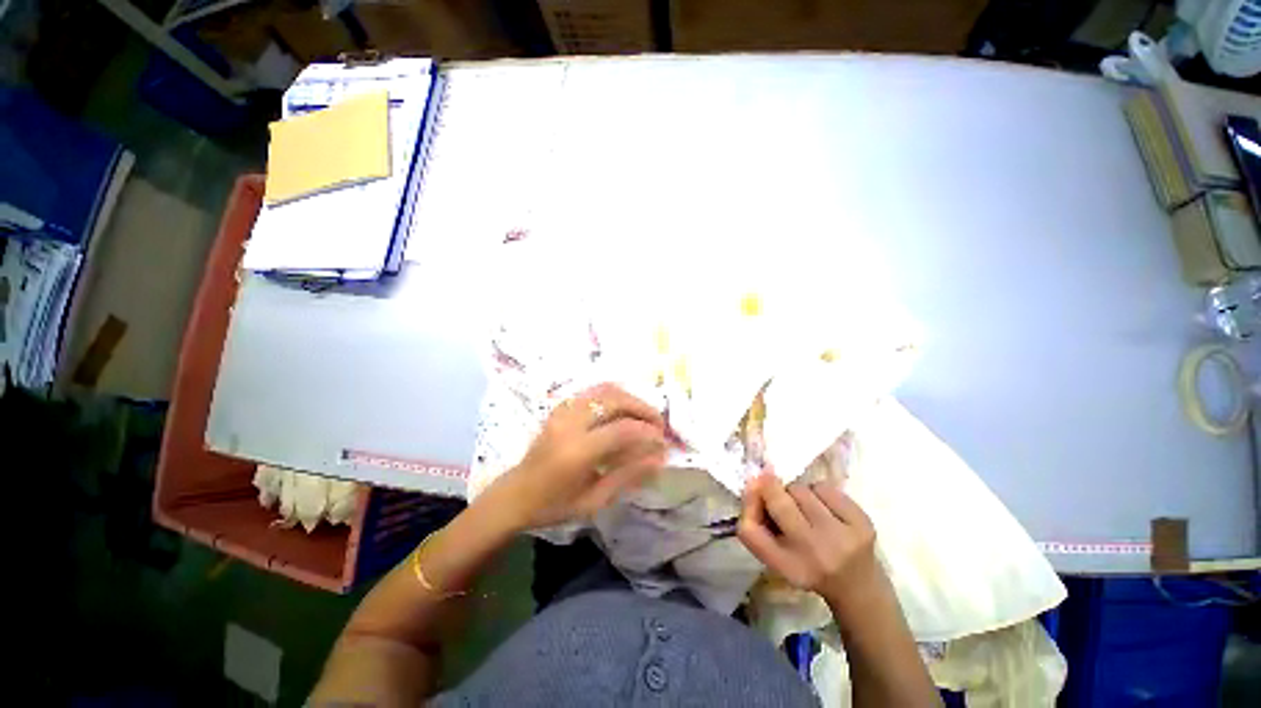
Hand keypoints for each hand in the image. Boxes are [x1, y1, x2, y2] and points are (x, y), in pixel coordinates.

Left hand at [488, 383, 666, 529]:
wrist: (515, 495)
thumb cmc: (554, 506)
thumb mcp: (594, 500)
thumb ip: (628, 476)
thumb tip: (659, 459)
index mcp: (577, 451)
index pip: (622, 430)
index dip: (648, 433)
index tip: (663, 442)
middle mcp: (570, 423)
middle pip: (615, 400)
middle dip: (643, 408)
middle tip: (658, 425)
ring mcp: (563, 410)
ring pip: (605, 389)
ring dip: (630, 398)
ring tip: (644, 416)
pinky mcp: (560, 407)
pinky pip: (593, 391)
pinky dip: (614, 395)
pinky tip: (623, 410)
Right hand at [737, 472, 879, 606]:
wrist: (857, 584)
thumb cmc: (806, 565)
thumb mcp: (773, 557)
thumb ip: (753, 526)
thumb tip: (753, 481)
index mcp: (789, 566)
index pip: (751, 528)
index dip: (750, 501)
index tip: (753, 488)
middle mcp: (817, 552)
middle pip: (779, 500)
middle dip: (773, 491)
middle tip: (779, 498)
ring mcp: (844, 536)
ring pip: (802, 489)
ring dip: (796, 493)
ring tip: (804, 509)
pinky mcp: (863, 521)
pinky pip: (824, 487)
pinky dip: (818, 492)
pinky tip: (824, 509)